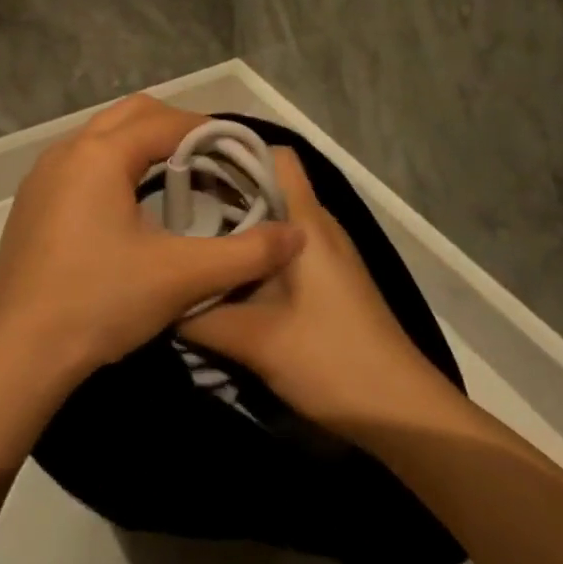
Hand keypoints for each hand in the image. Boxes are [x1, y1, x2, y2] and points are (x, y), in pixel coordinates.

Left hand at [0, 96, 304, 389]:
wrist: (18, 356)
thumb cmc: (100, 303)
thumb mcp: (181, 277)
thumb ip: (245, 254)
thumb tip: (297, 235)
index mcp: (100, 154)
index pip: (166, 122)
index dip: (208, 131)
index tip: (238, 152)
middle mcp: (67, 151)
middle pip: (132, 114)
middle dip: (175, 127)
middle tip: (211, 158)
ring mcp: (42, 175)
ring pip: (102, 135)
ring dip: (141, 144)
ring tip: (177, 176)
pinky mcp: (31, 201)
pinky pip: (81, 161)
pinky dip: (113, 165)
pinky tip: (130, 204)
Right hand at [182, 147, 453, 434]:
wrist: (400, 412)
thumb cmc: (330, 360)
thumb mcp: (254, 340)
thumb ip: (200, 316)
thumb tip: (162, 298)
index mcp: (307, 222)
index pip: (277, 156)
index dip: (235, 151)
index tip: (191, 165)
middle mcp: (319, 227)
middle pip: (270, 186)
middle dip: (224, 191)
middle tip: (175, 207)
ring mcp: (327, 255)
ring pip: (276, 220)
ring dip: (238, 226)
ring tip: (191, 240)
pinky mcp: (330, 281)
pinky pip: (285, 248)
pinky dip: (254, 253)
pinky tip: (226, 278)